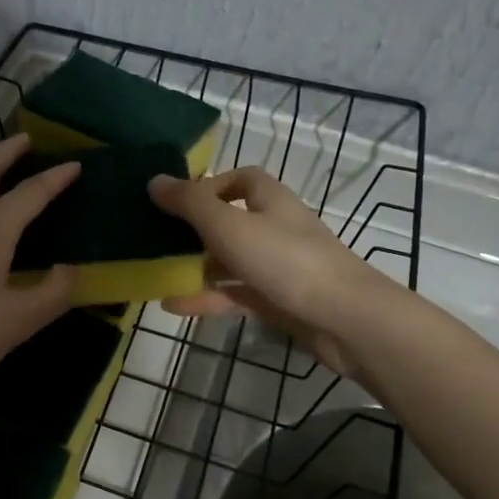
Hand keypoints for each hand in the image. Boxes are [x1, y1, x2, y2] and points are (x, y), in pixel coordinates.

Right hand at [147, 167, 380, 372]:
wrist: (344, 320)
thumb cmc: (285, 260)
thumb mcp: (228, 226)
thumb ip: (189, 203)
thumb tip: (154, 181)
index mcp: (270, 201)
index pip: (242, 179)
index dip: (212, 184)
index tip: (182, 201)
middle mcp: (276, 228)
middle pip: (232, 221)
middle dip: (197, 231)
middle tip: (161, 240)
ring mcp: (279, 267)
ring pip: (232, 261)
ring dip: (198, 267)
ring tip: (160, 275)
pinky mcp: (279, 301)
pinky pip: (236, 294)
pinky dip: (208, 298)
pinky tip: (174, 306)